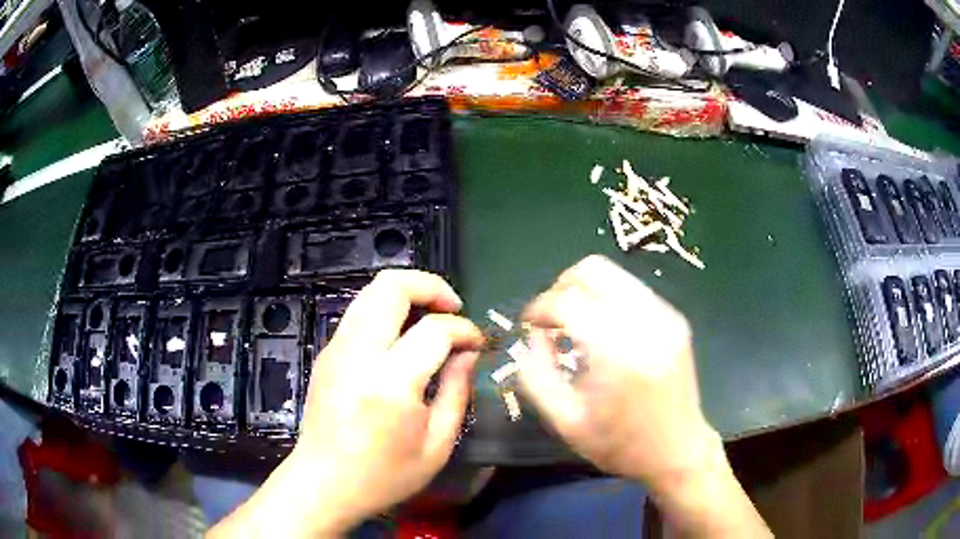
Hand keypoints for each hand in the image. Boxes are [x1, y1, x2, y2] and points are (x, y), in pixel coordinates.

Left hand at [209, 270, 482, 537]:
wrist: (323, 483)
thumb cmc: (384, 475)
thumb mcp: (437, 446)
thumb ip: (457, 392)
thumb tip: (467, 353)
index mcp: (390, 383)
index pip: (434, 330)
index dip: (464, 329)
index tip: (477, 343)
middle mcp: (358, 354)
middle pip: (391, 286)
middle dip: (430, 285)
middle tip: (453, 308)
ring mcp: (336, 349)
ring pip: (371, 291)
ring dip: (407, 293)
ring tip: (431, 317)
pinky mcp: (327, 353)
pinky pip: (360, 312)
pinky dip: (387, 310)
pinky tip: (403, 338)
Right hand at [517, 255, 714, 488]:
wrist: (678, 450)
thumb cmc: (620, 445)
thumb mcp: (566, 422)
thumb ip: (536, 376)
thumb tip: (531, 337)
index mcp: (618, 354)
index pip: (567, 301)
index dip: (539, 307)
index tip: (528, 325)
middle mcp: (646, 323)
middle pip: (593, 270)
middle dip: (561, 287)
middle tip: (550, 320)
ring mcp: (666, 317)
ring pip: (614, 274)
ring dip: (584, 290)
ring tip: (574, 324)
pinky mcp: (675, 319)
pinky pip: (632, 290)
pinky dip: (607, 300)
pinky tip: (602, 331)